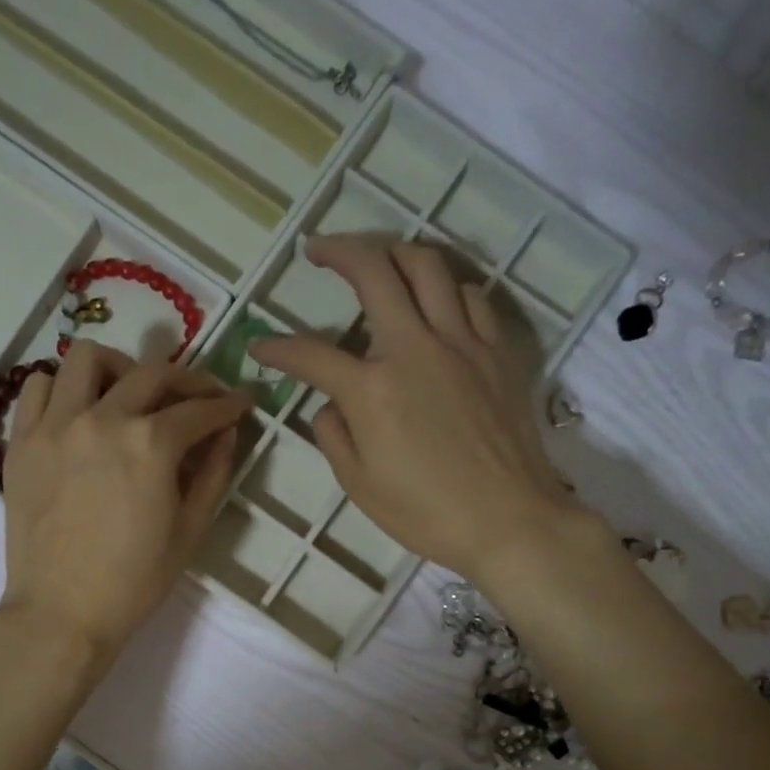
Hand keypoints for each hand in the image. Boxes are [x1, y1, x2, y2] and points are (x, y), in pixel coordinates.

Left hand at [0, 341, 248, 663]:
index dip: (228, 405)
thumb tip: (227, 432)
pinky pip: (39, 387)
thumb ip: (214, 473)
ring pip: (87, 358)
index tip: (241, 404)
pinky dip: (64, 388)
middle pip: (152, 374)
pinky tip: (78, 411)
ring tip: (129, 394)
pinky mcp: (23, 441)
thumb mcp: (190, 531)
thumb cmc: (134, 581)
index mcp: (151, 444)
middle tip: (199, 399)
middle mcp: (103, 419)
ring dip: (119, 368)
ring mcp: (56, 425)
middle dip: (188, 381)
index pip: (199, 409)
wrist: (62, 613)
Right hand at [252, 235, 587, 584]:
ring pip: (428, 267)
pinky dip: (447, 289)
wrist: (509, 521)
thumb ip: (333, 436)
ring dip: (395, 253)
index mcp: (372, 389)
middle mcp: (415, 349)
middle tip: (319, 249)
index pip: (310, 354)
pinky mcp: (498, 352)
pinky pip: (472, 297)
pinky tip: (437, 302)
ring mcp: (462, 344)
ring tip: (379, 260)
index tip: (260, 347)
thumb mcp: (359, 485)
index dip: (277, 347)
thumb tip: (330, 405)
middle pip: (374, 271)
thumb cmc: (426, 513)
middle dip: (339, 250)